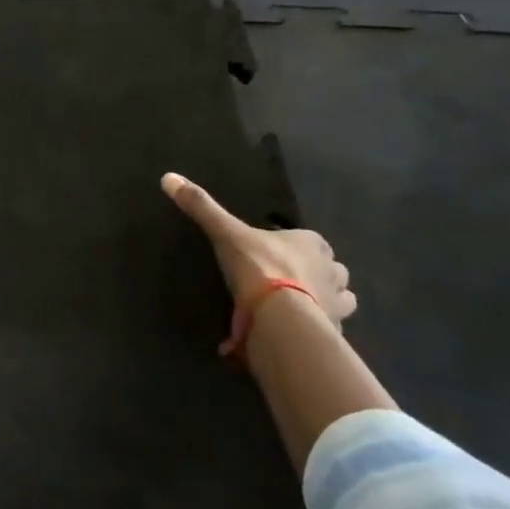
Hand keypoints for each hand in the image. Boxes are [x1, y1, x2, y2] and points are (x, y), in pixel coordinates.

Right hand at [161, 173, 356, 345]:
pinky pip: (331, 327)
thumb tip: (169, 177)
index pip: (313, 241)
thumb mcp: (226, 234)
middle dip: (319, 274)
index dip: (299, 246)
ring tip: (301, 307)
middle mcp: (332, 270)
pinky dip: (320, 328)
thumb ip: (202, 207)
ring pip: (340, 297)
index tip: (279, 254)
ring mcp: (337, 303)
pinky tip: (300, 331)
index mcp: (312, 243)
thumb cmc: (258, 268)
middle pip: (331, 269)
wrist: (281, 318)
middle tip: (291, 281)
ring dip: (327, 301)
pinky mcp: (335, 331)